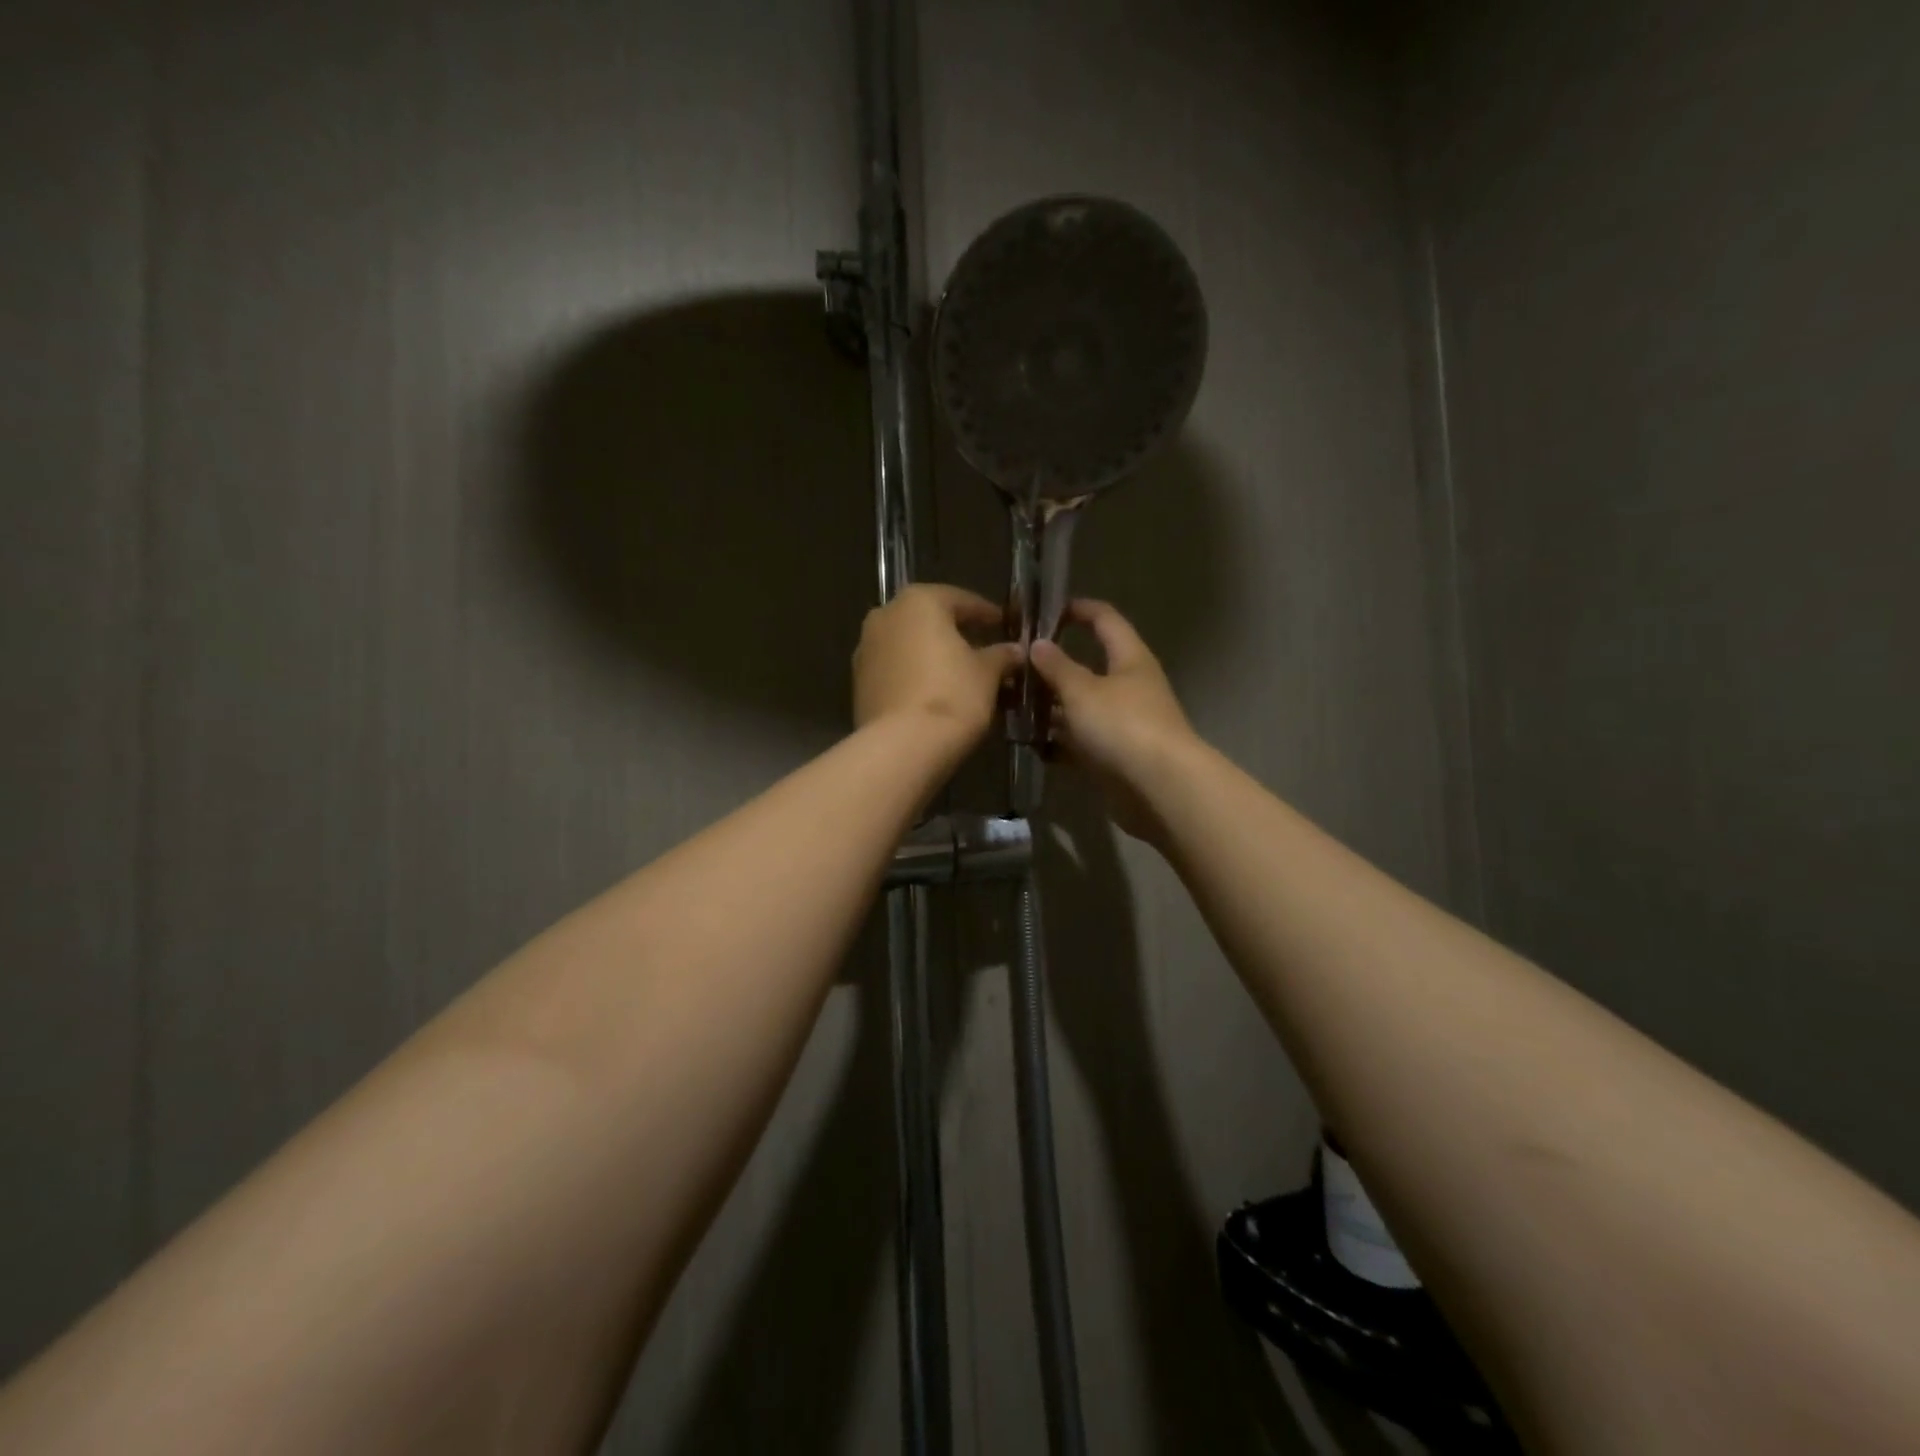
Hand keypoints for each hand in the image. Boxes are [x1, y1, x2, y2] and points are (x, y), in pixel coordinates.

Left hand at [853, 584, 1023, 744]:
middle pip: (928, 620)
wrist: (902, 746)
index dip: (985, 613)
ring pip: (908, 645)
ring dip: (931, 655)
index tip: (1003, 624)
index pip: (960, 600)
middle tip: (981, 648)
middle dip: (955, 633)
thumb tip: (1014, 650)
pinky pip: (895, 669)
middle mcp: (885, 616)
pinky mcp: (859, 682)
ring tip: (959, 674)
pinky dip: (914, 675)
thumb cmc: (951, 696)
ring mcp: (866, 649)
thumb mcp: (987, 673)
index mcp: (918, 602)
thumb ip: (1001, 655)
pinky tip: (933, 692)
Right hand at [1029, 599, 1198, 840]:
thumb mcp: (1082, 691)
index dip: (1077, 610)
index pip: (1105, 619)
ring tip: (1012, 706)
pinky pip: (1081, 740)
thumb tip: (1037, 644)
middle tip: (1016, 667)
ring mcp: (1123, 723)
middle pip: (1089, 666)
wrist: (1160, 787)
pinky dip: (1059, 740)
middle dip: (1054, 667)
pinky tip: (1030, 743)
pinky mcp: (1115, 755)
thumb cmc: (1123, 725)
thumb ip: (1057, 667)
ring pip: (1082, 707)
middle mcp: (1129, 686)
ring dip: (1051, 706)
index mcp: (1129, 658)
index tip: (1044, 611)